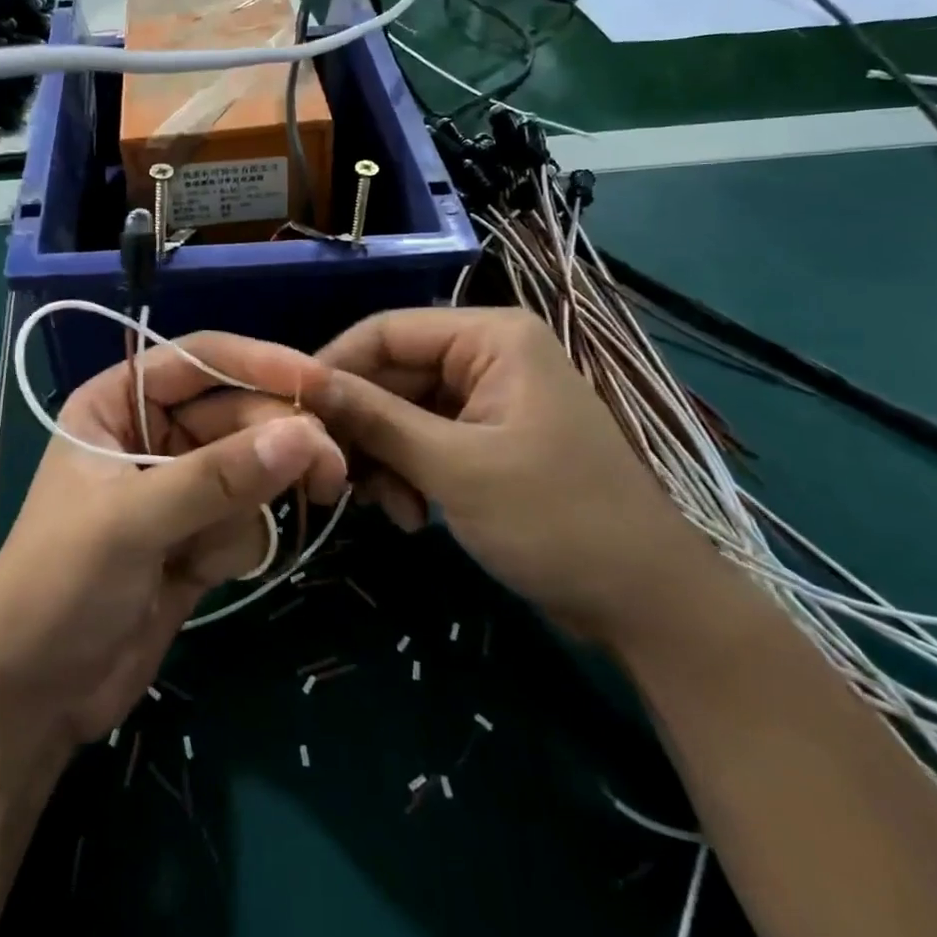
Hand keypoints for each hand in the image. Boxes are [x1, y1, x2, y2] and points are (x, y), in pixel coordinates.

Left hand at [0, 333, 344, 748]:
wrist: (34, 697)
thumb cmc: (59, 586)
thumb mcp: (132, 522)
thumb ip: (218, 478)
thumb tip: (305, 435)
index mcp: (117, 403)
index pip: (201, 359)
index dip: (262, 363)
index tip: (322, 382)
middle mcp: (150, 434)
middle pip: (238, 413)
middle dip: (278, 442)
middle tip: (330, 472)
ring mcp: (178, 487)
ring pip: (252, 466)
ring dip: (255, 501)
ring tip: (227, 544)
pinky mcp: (198, 535)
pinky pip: (248, 517)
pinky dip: (238, 543)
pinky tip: (200, 574)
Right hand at [307, 308, 714, 644]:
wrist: (647, 605)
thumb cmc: (555, 519)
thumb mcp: (455, 467)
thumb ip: (376, 418)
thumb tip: (304, 382)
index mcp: (491, 337)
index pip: (388, 330)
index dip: (334, 365)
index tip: (289, 408)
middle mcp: (487, 356)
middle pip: (393, 374)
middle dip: (363, 427)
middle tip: (331, 475)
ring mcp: (487, 400)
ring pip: (402, 413)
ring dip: (384, 460)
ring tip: (388, 509)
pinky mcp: (486, 440)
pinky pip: (424, 441)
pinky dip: (409, 476)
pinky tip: (414, 518)